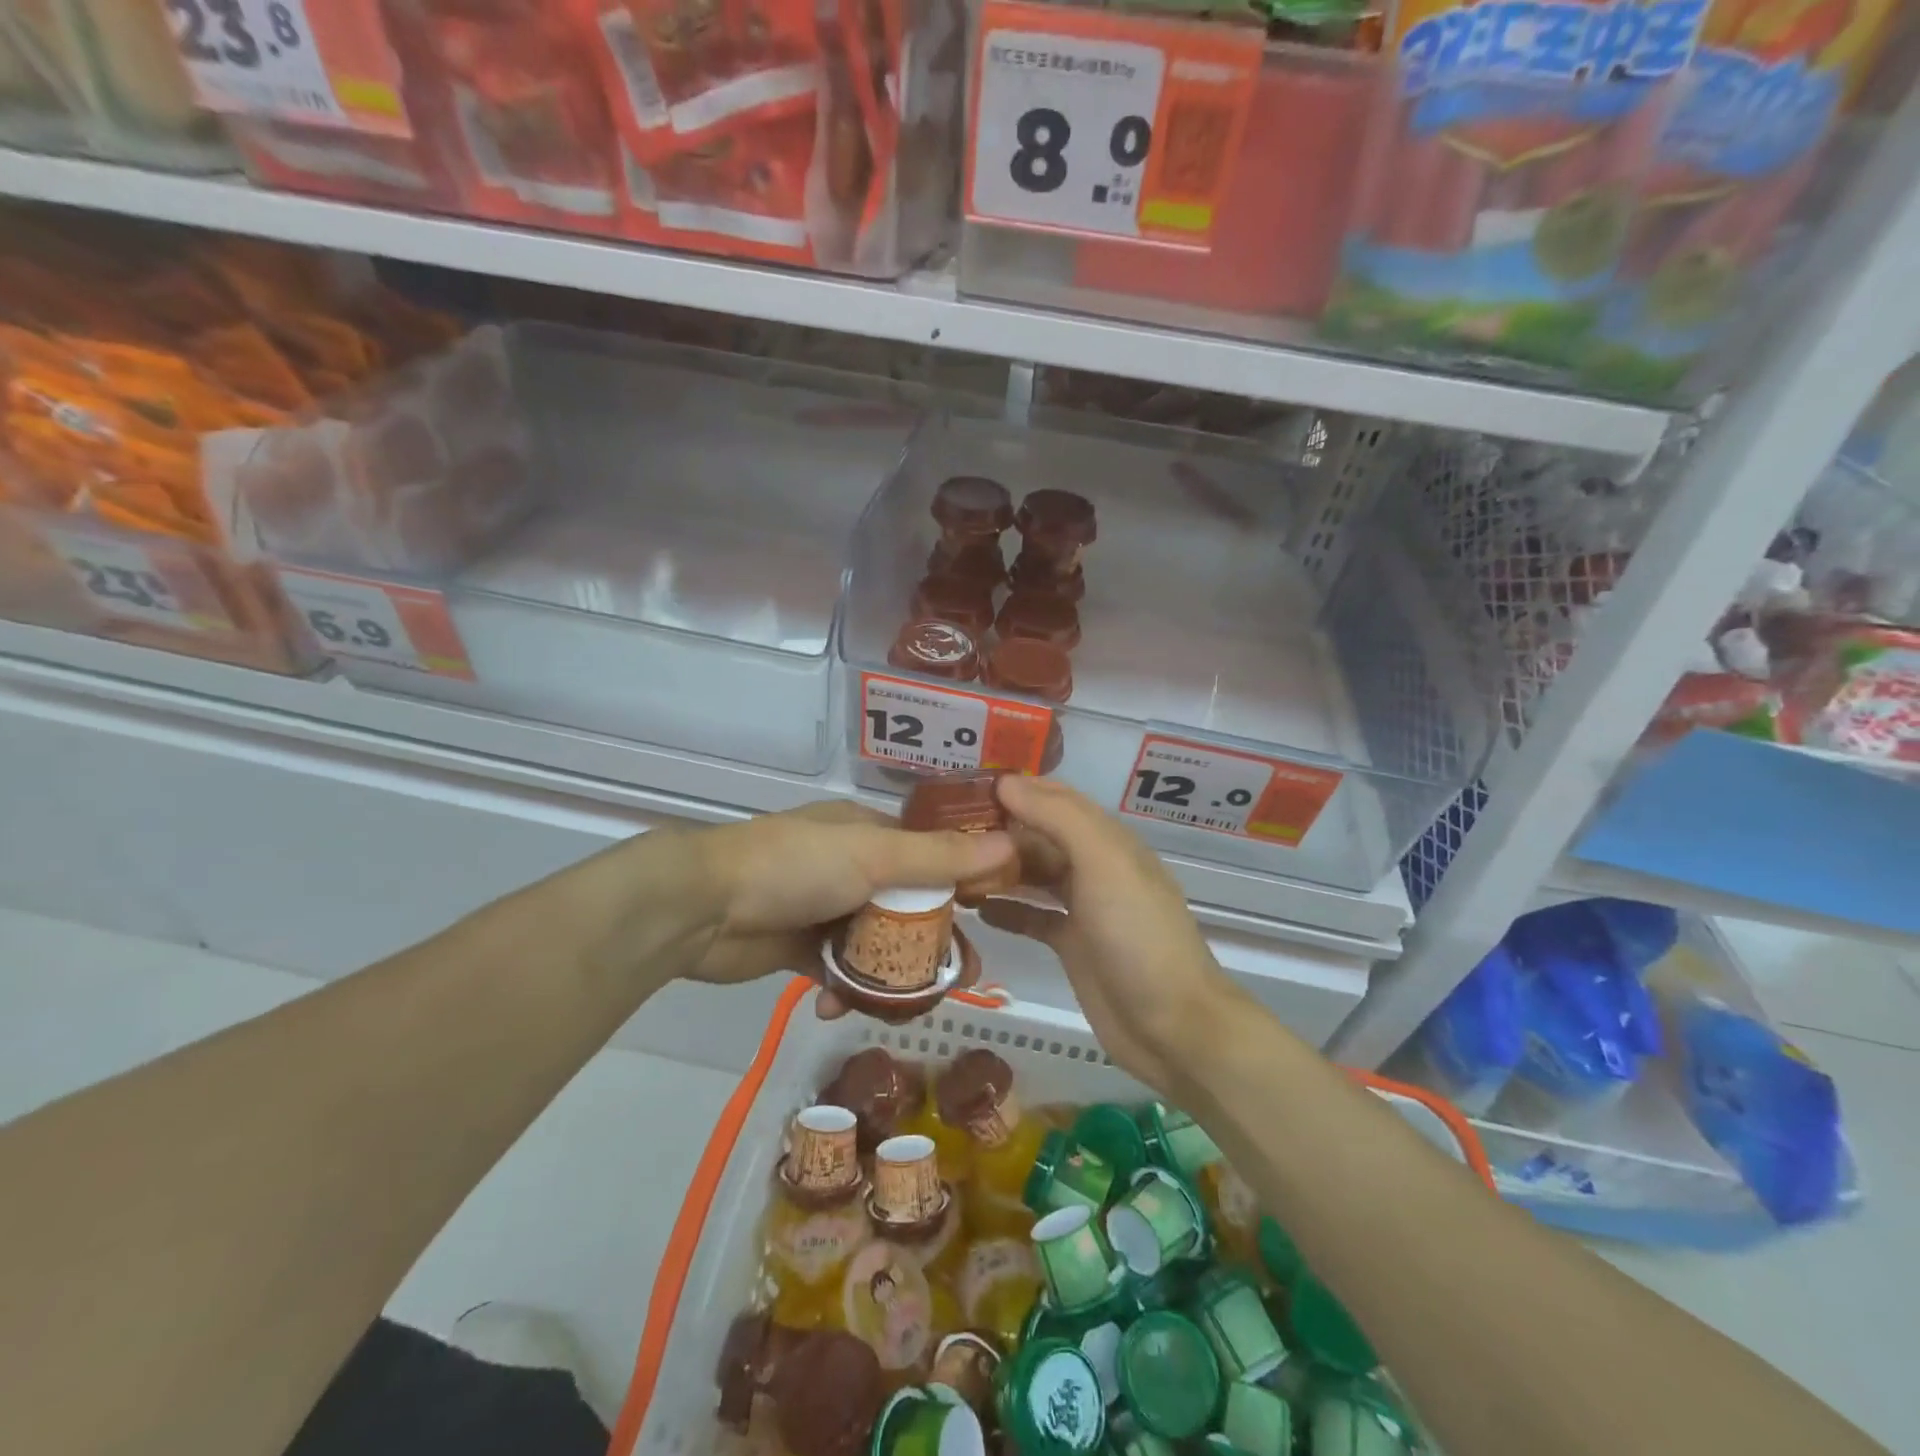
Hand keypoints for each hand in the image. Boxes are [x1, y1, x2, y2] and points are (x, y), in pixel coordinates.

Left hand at [690, 801, 1012, 1017]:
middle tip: (960, 980)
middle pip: (910, 908)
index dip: (964, 885)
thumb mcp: (875, 855)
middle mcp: (852, 868)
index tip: (992, 918)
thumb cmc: (796, 866)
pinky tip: (839, 1007)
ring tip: (908, 1006)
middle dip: (934, 943)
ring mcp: (825, 909)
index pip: (933, 857)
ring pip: (877, 945)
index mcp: (871, 834)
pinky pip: (839, 971)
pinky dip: (846, 990)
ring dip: (892, 974)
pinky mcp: (799, 948)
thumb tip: (1012, 844)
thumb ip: (941, 858)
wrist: (702, 906)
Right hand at [980, 777, 1244, 1095]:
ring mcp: (1085, 908)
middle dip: (999, 830)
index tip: (966, 787)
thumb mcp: (1103, 863)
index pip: (1057, 799)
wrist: (1172, 1025)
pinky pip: (1033, 917)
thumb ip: (1057, 818)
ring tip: (952, 866)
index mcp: (1108, 840)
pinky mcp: (1073, 945)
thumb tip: (1007, 782)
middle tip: (945, 831)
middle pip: (1041, 837)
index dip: (1017, 789)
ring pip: (1034, 875)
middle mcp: (1096, 867)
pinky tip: (975, 909)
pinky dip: (1007, 910)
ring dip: (998, 868)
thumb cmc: (1137, 934)